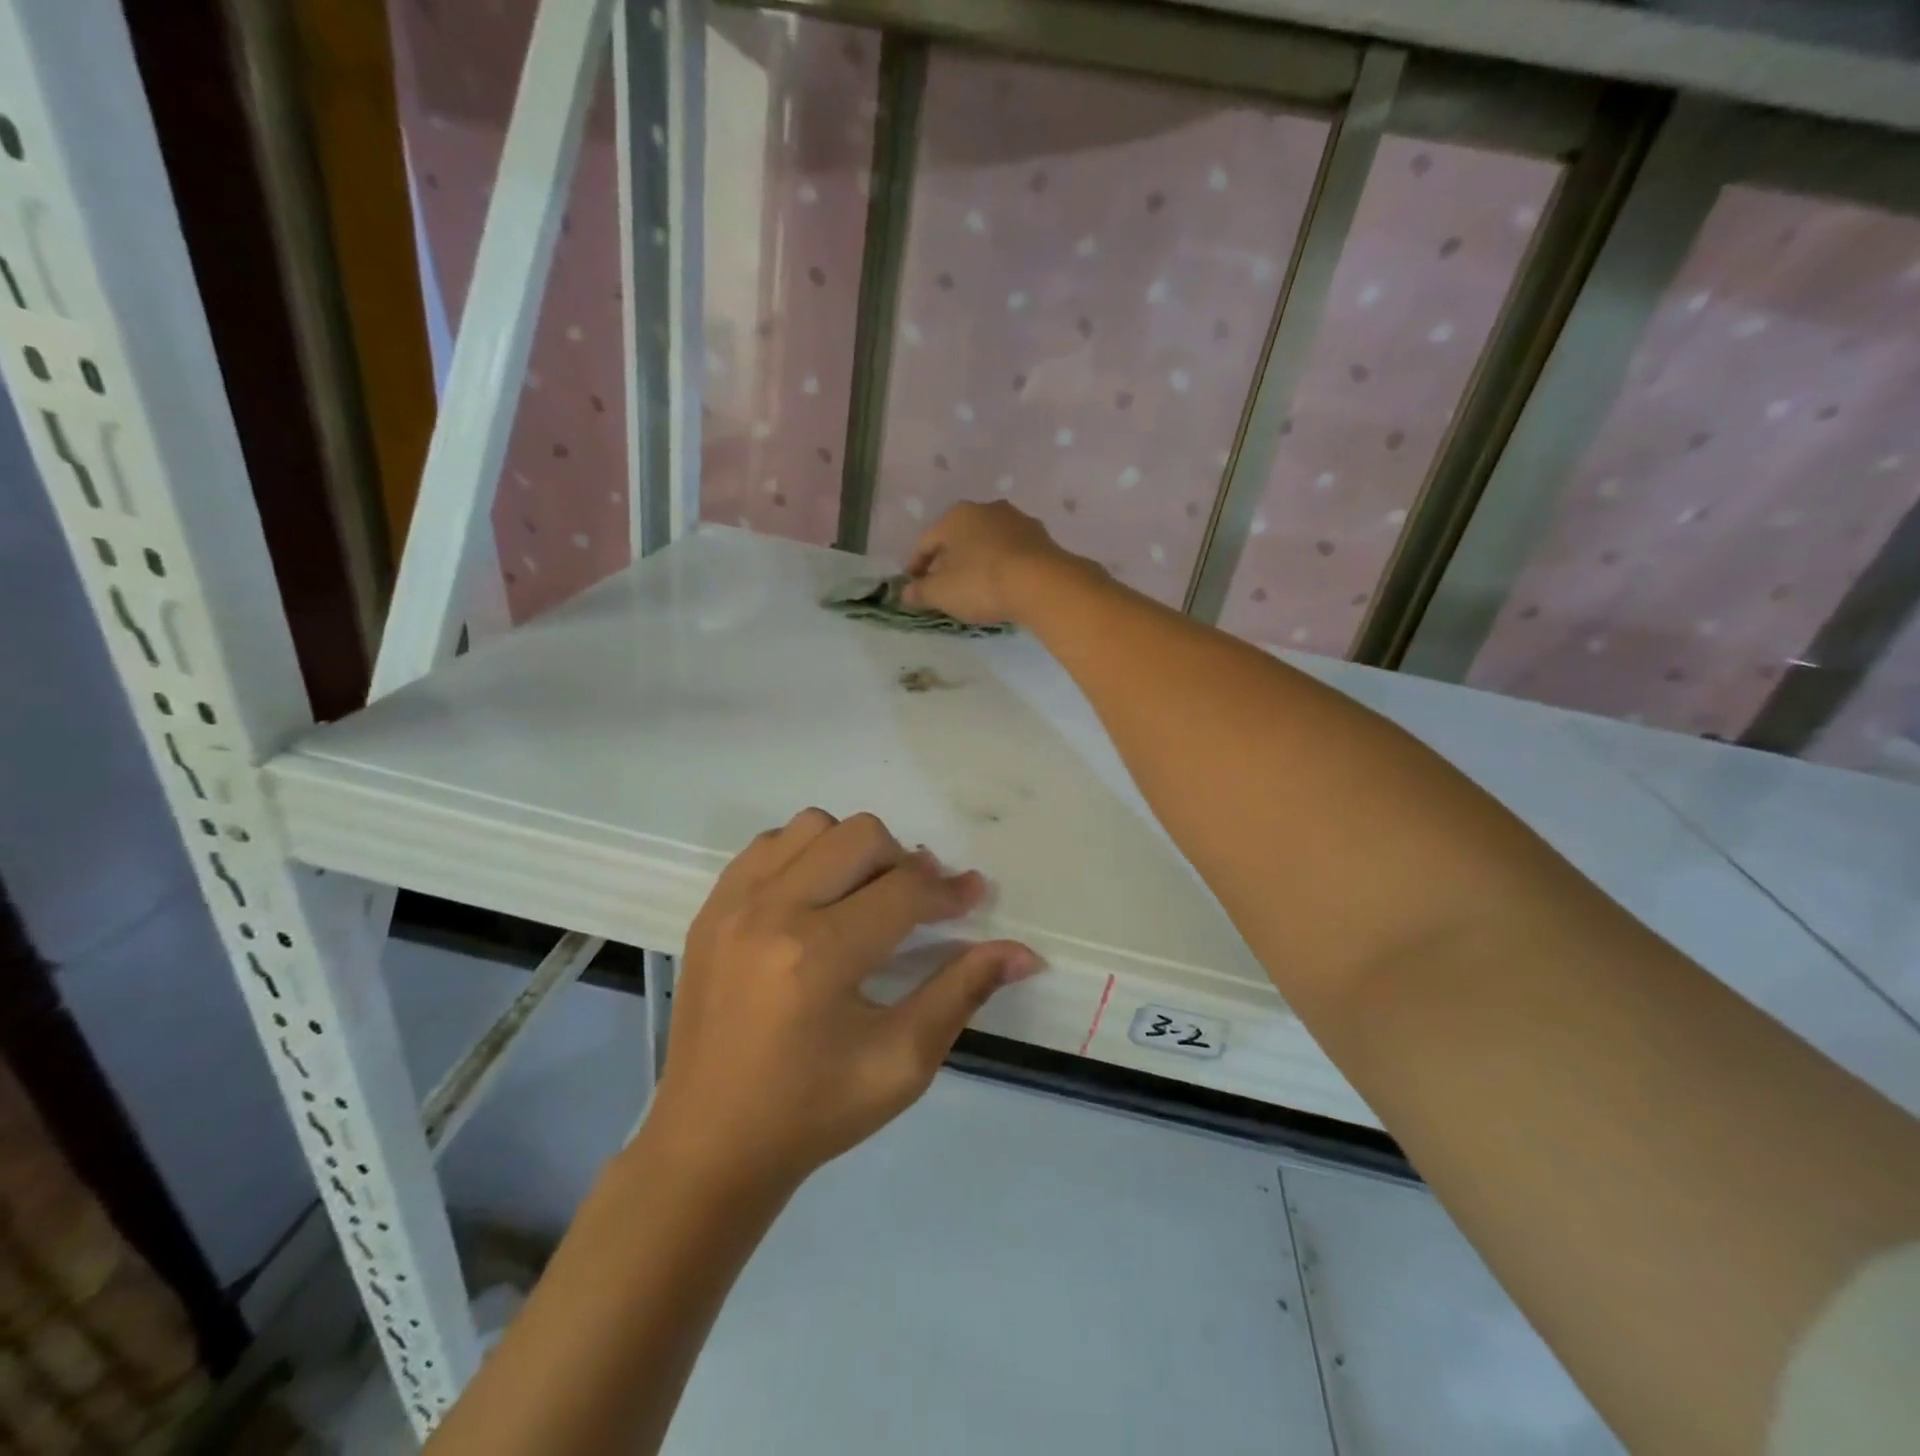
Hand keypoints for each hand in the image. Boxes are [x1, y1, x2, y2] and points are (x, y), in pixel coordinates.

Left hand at [650, 809, 1039, 1189]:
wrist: (710, 1144)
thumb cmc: (814, 1112)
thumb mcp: (902, 1062)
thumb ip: (962, 993)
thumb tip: (1023, 953)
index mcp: (819, 956)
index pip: (904, 891)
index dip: (949, 891)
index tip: (973, 895)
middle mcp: (771, 912)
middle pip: (860, 836)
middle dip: (904, 862)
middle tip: (917, 903)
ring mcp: (732, 904)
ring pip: (812, 826)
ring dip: (852, 851)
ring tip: (864, 896)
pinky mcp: (710, 909)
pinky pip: (768, 845)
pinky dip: (804, 855)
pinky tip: (816, 897)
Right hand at [901, 501, 1088, 625]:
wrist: (1042, 583)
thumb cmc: (981, 582)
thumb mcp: (941, 593)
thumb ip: (920, 592)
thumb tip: (906, 592)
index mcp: (956, 515)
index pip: (926, 541)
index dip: (916, 565)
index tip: (913, 585)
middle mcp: (987, 509)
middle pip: (959, 538)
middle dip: (948, 562)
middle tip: (943, 586)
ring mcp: (1018, 521)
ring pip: (988, 543)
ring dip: (977, 562)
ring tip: (974, 587)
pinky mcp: (1042, 538)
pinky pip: (1012, 553)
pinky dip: (1002, 566)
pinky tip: (1002, 585)